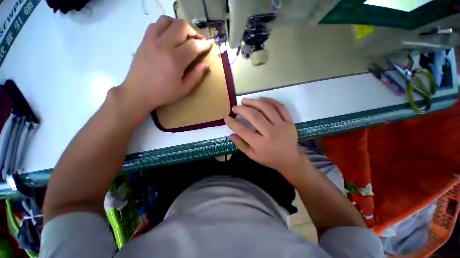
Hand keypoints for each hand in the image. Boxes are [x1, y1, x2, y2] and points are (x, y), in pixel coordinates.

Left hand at [120, 15, 212, 116]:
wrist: (137, 92)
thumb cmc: (163, 93)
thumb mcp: (184, 89)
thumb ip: (196, 76)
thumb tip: (206, 65)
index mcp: (175, 60)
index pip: (193, 45)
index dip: (204, 44)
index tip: (210, 44)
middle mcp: (163, 45)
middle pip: (181, 26)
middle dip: (193, 31)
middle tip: (197, 41)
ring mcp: (151, 40)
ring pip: (167, 20)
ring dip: (179, 26)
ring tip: (184, 36)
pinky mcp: (144, 40)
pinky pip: (156, 24)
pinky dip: (166, 26)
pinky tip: (169, 36)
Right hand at [225, 98, 302, 175]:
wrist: (290, 159)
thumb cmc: (269, 158)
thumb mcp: (252, 155)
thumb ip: (241, 144)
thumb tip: (230, 134)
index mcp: (261, 144)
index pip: (243, 131)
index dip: (233, 123)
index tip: (227, 118)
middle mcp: (271, 133)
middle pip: (254, 116)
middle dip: (242, 109)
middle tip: (235, 107)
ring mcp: (282, 126)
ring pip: (266, 108)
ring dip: (254, 102)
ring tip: (245, 100)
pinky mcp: (289, 121)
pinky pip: (280, 107)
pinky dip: (269, 101)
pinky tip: (261, 99)